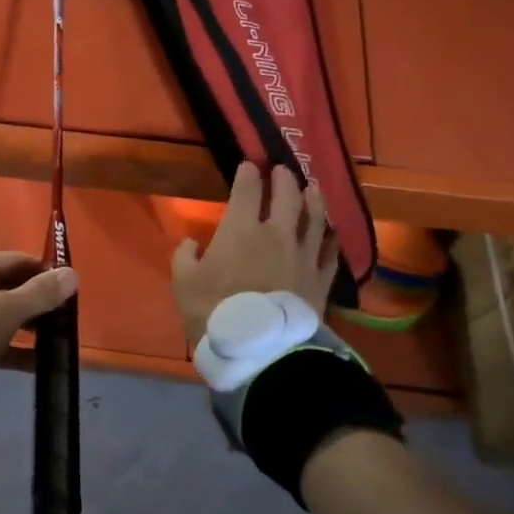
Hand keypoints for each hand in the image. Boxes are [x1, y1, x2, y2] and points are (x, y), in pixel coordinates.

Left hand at [0, 249, 78, 379]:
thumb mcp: (8, 310)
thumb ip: (42, 293)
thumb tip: (73, 274)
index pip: (16, 260)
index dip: (45, 275)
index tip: (68, 294)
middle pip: (5, 286)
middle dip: (34, 303)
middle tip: (61, 321)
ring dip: (23, 325)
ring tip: (51, 341)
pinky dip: (6, 344)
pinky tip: (33, 363)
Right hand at [172, 162, 338, 348]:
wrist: (260, 348)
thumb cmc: (214, 311)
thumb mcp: (183, 283)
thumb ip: (185, 257)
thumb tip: (191, 243)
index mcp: (241, 229)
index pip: (247, 191)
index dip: (247, 175)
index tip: (248, 165)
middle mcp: (278, 233)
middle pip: (287, 196)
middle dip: (283, 179)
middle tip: (281, 170)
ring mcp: (304, 255)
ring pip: (315, 218)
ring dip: (313, 199)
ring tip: (313, 189)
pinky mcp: (321, 278)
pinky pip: (330, 251)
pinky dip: (329, 238)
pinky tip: (329, 233)